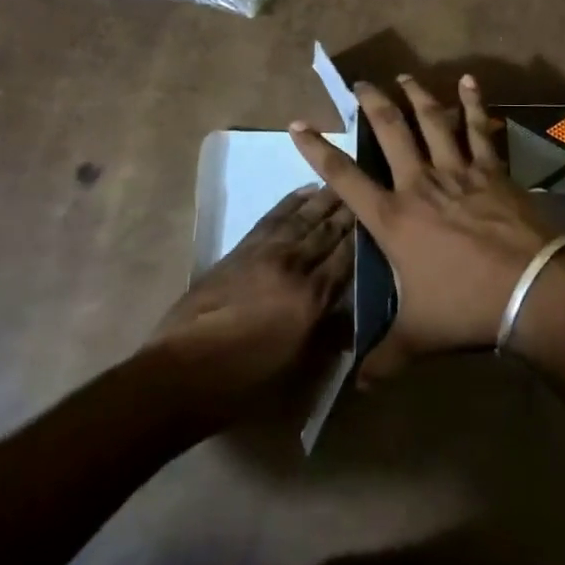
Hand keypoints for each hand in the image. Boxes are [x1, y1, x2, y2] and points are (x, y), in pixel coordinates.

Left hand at [146, 187, 353, 429]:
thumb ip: (328, 337)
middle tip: (370, 185)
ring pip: (303, 217)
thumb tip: (352, 318)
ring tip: (344, 182)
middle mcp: (293, 266)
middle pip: (328, 231)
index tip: (384, 215)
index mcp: (311, 298)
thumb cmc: (242, 382)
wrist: (181, 373)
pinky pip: (274, 217)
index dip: (366, 235)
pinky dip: (291, 201)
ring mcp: (265, 253)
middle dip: (350, 210)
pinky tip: (305, 191)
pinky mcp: (242, 249)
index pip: (347, 257)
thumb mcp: (296, 369)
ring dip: (325, 198)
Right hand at [290, 75, 560, 382]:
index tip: (298, 124)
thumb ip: (383, 357)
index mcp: (393, 219)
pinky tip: (470, 81)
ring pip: (431, 121)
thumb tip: (358, 385)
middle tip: (359, 82)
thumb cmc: (465, 308)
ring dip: (416, 95)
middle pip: (389, 131)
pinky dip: (473, 103)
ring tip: (404, 76)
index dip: (317, 150)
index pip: (344, 178)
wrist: (529, 290)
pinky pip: (478, 128)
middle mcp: (419, 184)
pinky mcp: (491, 169)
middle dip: (371, 103)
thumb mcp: (417, 338)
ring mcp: (458, 171)